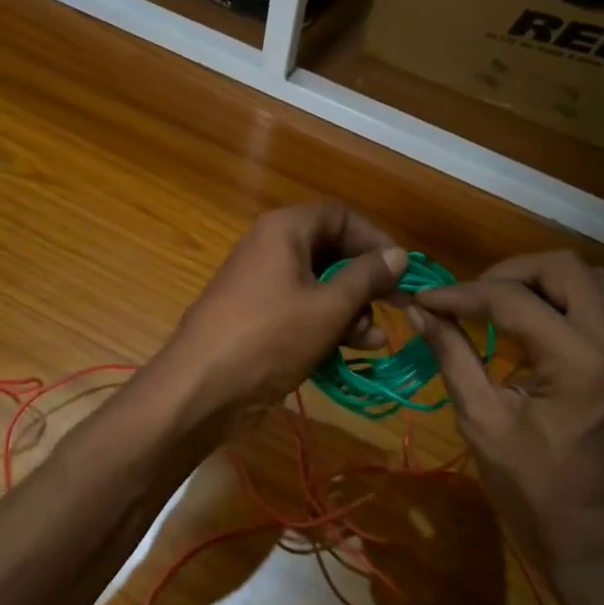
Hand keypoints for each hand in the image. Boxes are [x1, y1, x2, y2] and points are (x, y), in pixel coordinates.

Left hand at [152, 202, 409, 421]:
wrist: (201, 388)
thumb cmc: (269, 337)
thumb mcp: (328, 306)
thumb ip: (367, 277)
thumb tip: (398, 254)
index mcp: (284, 230)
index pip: (340, 216)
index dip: (374, 239)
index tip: (402, 268)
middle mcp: (271, 248)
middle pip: (331, 250)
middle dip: (365, 280)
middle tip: (395, 305)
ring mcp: (263, 284)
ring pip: (319, 284)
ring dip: (351, 308)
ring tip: (372, 339)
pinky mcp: (259, 317)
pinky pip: (302, 309)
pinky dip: (327, 324)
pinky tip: (352, 349)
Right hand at [407, 251, 603, 604]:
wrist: (592, 543)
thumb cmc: (532, 491)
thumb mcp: (482, 421)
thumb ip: (452, 355)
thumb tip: (419, 311)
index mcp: (581, 363)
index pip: (515, 300)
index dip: (463, 294)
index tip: (424, 298)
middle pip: (566, 267)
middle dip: (509, 272)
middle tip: (469, 296)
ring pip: (589, 278)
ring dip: (538, 281)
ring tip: (495, 304)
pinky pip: (597, 304)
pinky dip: (559, 299)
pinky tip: (524, 324)